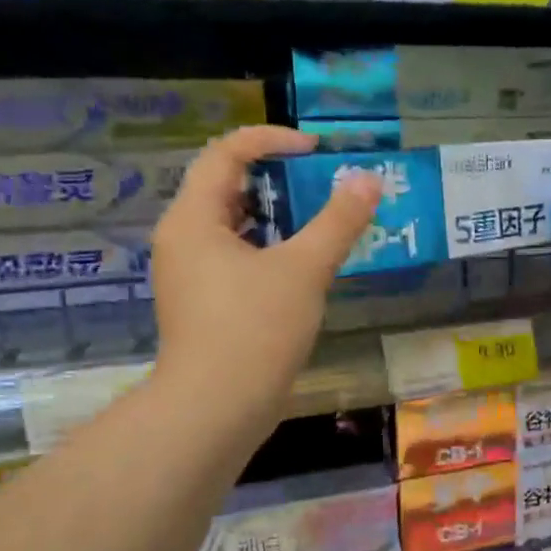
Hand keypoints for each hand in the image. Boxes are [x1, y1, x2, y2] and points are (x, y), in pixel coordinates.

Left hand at [149, 126, 380, 444]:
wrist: (217, 409)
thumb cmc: (254, 329)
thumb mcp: (303, 269)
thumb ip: (337, 222)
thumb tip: (367, 180)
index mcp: (193, 219)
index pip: (225, 153)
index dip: (271, 140)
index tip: (316, 151)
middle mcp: (182, 240)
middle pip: (226, 189)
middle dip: (277, 181)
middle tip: (322, 186)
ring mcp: (190, 277)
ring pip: (233, 229)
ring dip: (276, 220)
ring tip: (321, 224)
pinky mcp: (204, 307)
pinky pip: (236, 261)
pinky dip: (269, 253)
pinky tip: (303, 270)